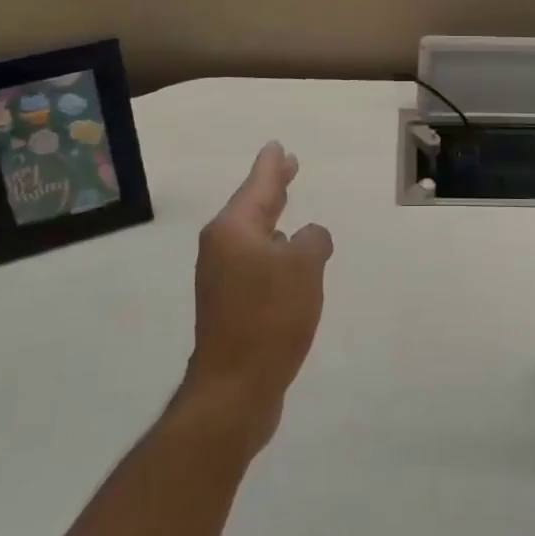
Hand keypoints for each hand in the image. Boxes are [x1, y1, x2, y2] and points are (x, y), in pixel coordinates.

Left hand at [183, 141, 333, 452]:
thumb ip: (313, 240)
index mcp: (233, 229)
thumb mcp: (304, 267)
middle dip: (272, 186)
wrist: (235, 389)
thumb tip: (309, 237)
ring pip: (253, 235)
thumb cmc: (269, 317)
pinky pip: (255, 262)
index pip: (258, 185)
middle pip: (252, 206)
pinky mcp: (229, 305)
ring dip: (272, 219)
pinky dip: (273, 250)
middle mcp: (221, 248)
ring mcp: (222, 278)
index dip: (271, 165)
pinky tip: (287, 257)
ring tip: (287, 205)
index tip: (278, 146)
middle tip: (288, 164)